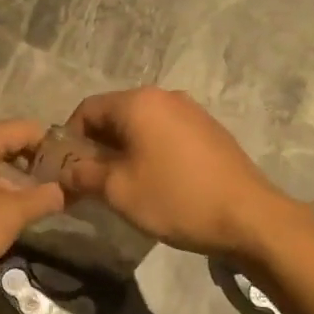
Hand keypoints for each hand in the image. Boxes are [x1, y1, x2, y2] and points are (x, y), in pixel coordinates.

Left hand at [0, 119, 66, 299]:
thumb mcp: (12, 216)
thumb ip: (44, 198)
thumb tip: (65, 190)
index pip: (26, 129)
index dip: (52, 146)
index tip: (70, 168)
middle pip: (4, 138)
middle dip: (31, 157)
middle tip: (55, 180)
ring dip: (10, 169)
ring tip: (32, 194)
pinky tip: (0, 202)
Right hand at [57, 87, 294, 259]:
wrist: (249, 217)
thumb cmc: (175, 198)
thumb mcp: (118, 190)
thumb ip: (83, 175)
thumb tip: (64, 172)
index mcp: (138, 103)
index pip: (87, 109)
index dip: (69, 139)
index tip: (66, 171)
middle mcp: (165, 97)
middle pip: (115, 115)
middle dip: (97, 146)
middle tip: (91, 182)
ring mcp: (192, 112)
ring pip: (142, 126)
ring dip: (124, 151)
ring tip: (123, 185)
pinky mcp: (210, 131)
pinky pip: (166, 135)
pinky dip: (151, 152)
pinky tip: (157, 183)